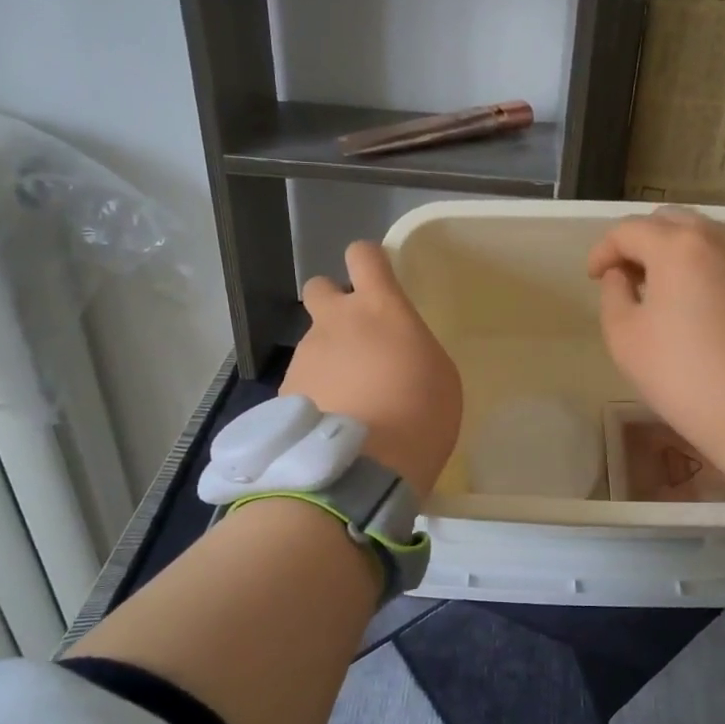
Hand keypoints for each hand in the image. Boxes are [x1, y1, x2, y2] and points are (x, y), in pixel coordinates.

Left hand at [282, 241, 461, 496]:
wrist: (362, 468)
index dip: (369, 262)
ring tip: (348, 400)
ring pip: (312, 340)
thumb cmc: (420, 417)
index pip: (363, 255)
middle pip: (321, 287)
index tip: (379, 281)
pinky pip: (301, 378)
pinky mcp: (284, 390)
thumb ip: (412, 348)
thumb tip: (393, 351)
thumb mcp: (440, 376)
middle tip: (356, 340)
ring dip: (328, 357)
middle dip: (334, 305)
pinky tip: (330, 423)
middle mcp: (335, 321)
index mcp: (379, 308)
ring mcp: (305, 355)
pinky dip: (314, 392)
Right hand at [588, 208, 724, 489]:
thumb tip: (622, 275)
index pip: (630, 230)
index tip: (593, 277)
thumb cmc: (681, 373)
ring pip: (704, 238)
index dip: (603, 250)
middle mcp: (718, 240)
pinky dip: (704, 268)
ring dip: (675, 253)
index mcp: (677, 246)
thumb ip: (613, 294)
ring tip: (661, 290)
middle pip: (670, 222)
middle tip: (626, 276)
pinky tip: (697, 305)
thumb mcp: (624, 336)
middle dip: (642, 242)